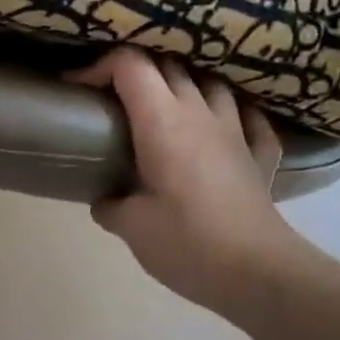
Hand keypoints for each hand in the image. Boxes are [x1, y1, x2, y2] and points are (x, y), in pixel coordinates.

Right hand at [71, 49, 330, 324]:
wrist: (258, 273)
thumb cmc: (187, 243)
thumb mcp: (131, 227)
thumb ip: (110, 205)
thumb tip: (105, 200)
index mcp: (162, 122)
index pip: (129, 65)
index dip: (99, 66)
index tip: (78, 88)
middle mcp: (200, 113)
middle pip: (168, 65)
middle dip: (136, 72)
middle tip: (113, 98)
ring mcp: (236, 130)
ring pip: (211, 83)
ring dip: (185, 84)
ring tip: (166, 106)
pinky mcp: (261, 155)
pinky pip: (249, 117)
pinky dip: (233, 113)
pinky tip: (224, 126)